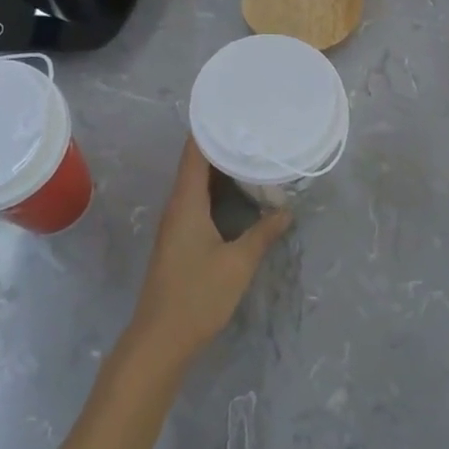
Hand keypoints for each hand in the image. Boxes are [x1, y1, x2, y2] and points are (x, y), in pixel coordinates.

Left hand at [127, 139, 292, 364]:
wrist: (161, 338)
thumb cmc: (198, 294)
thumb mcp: (238, 262)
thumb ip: (263, 233)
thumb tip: (287, 211)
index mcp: (186, 202)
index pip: (194, 152)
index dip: (210, 128)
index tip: (233, 110)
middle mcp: (177, 206)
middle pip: (195, 164)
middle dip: (220, 144)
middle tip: (252, 128)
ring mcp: (176, 224)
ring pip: (196, 184)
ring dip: (219, 168)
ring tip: (249, 152)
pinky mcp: (179, 240)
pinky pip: (197, 201)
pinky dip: (216, 189)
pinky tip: (236, 192)